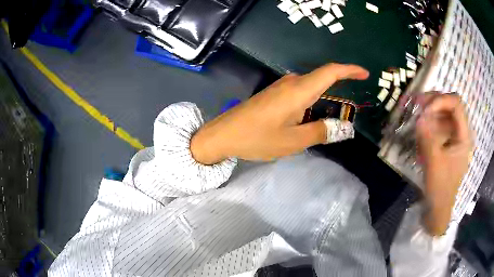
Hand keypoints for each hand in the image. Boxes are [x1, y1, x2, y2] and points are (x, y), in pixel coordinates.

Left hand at [190, 63, 368, 163]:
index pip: (330, 72)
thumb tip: (343, 128)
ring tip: (328, 124)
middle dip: (339, 95)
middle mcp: (291, 83)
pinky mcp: (274, 95)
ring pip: (311, 90)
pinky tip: (309, 122)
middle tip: (346, 117)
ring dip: (324, 103)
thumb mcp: (292, 141)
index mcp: (299, 90)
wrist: (223, 135)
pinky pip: (300, 95)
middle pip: (322, 81)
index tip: (365, 73)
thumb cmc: (257, 138)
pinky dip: (311, 105)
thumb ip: (320, 133)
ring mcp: (281, 87)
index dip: (350, 70)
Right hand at [416, 93, 472, 234]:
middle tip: (415, 103)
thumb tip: (419, 116)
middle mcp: (460, 132)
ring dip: (428, 109)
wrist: (437, 208)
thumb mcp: (434, 163)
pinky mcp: (445, 143)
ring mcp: (453, 137)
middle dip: (432, 101)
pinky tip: (417, 126)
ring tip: (413, 111)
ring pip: (442, 113)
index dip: (440, 101)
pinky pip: (437, 125)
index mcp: (464, 136)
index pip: (456, 104)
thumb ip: (428, 138)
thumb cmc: (440, 188)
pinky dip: (427, 122)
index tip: (424, 110)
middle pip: (448, 105)